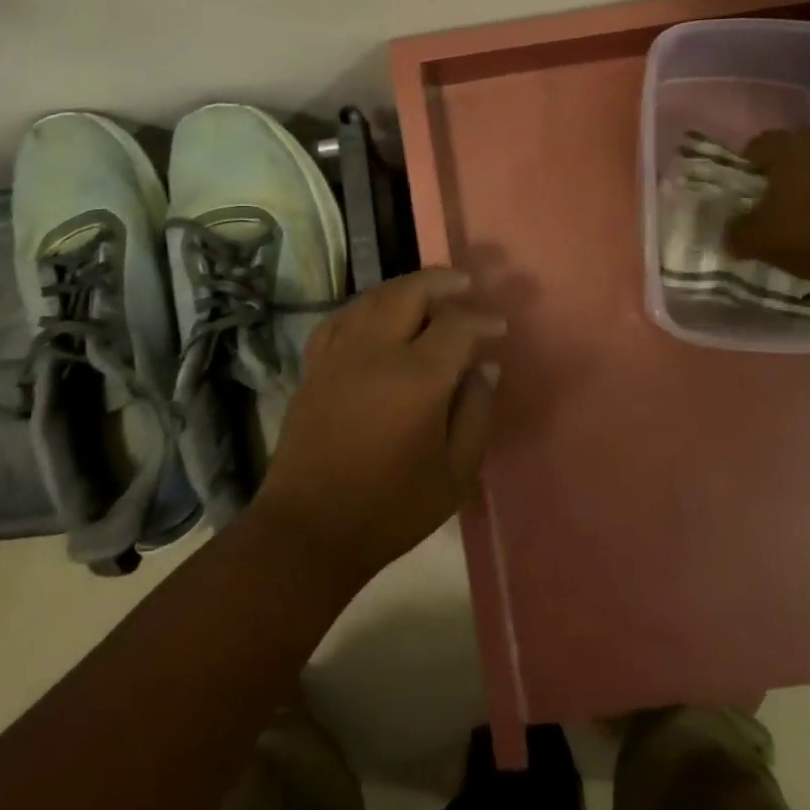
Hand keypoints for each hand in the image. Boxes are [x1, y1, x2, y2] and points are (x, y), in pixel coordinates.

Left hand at [251, 268, 505, 589]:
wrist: (311, 528)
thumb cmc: (391, 508)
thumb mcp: (455, 473)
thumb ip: (476, 413)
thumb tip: (485, 367)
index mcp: (417, 378)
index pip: (457, 325)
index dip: (482, 320)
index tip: (499, 326)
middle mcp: (376, 352)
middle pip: (410, 293)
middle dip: (442, 281)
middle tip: (464, 283)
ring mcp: (339, 354)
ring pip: (374, 298)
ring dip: (406, 287)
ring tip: (428, 291)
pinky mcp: (315, 365)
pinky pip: (342, 317)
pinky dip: (366, 306)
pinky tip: (376, 314)